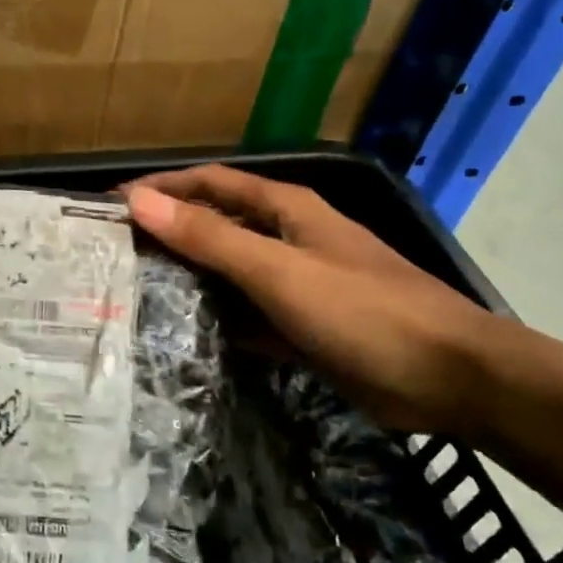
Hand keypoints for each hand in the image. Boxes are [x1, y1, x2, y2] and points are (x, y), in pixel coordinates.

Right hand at [124, 166, 487, 432]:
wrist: (452, 379)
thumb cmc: (363, 312)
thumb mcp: (279, 271)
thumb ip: (209, 238)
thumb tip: (139, 202)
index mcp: (284, 209)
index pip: (208, 183)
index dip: (160, 188)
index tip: (110, 206)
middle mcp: (287, 237)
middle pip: (215, 224)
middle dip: (167, 232)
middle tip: (113, 253)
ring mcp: (297, 281)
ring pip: (229, 270)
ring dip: (188, 276)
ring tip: (135, 291)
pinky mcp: (303, 323)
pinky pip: (247, 311)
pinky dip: (217, 316)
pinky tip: (183, 332)